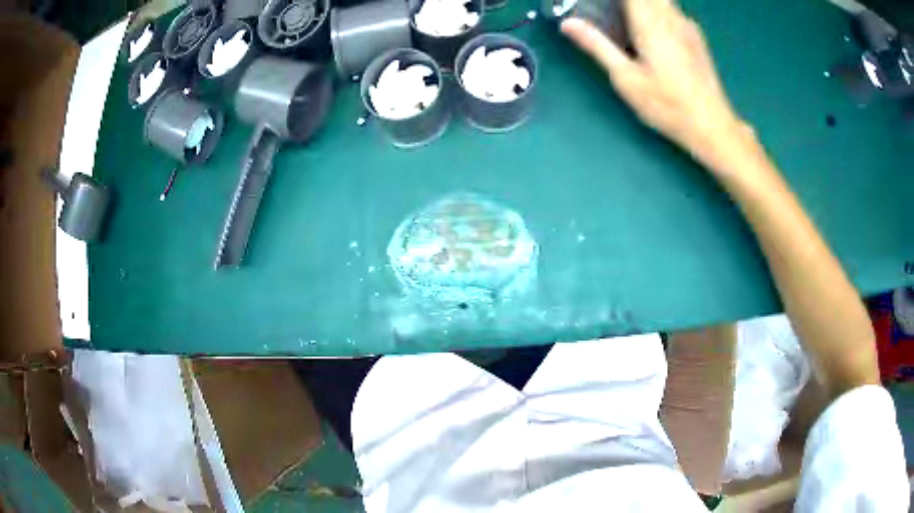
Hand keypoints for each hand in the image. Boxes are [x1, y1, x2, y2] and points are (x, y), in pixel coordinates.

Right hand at [562, 0, 747, 169]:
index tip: (600, 5)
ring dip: (643, 4)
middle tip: (611, 11)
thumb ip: (597, 46)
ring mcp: (687, 25)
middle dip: (627, 2)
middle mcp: (670, 16)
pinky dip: (657, 9)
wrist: (711, 126)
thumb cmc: (667, 105)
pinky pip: (672, 10)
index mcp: (650, 22)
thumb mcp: (626, 79)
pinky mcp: (696, 36)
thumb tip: (568, 23)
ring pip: (662, 0)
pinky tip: (651, 29)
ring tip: (626, 19)